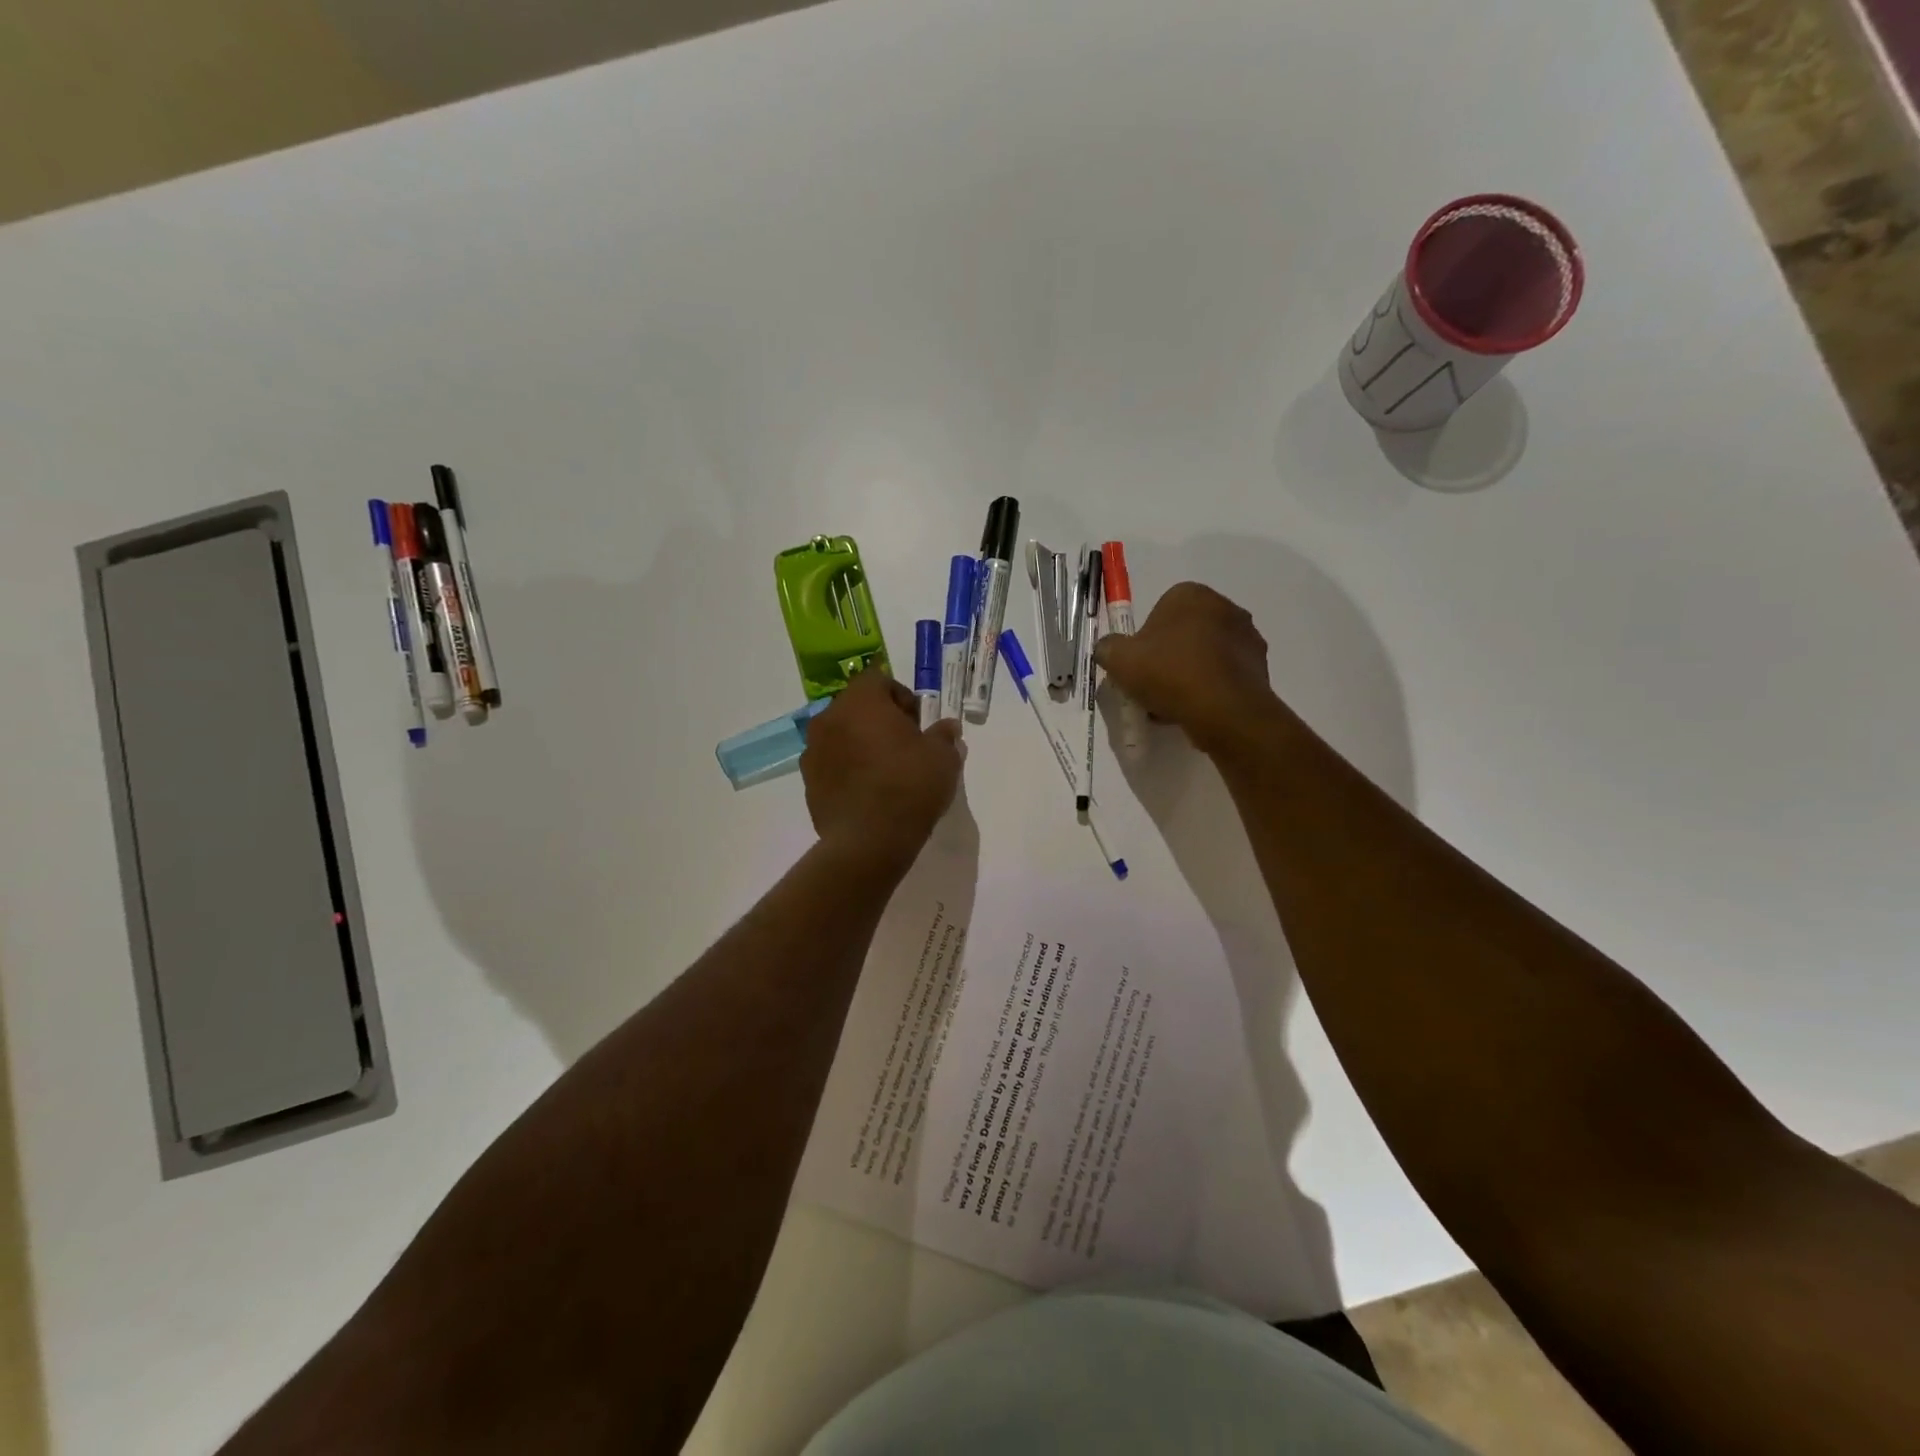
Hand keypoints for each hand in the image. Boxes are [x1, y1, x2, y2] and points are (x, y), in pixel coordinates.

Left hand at [801, 668, 963, 864]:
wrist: (869, 840)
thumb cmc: (910, 786)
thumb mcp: (943, 758)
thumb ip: (944, 736)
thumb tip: (947, 728)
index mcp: (861, 702)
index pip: (879, 680)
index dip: (901, 697)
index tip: (917, 723)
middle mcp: (830, 718)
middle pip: (856, 707)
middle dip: (879, 720)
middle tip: (904, 746)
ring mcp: (813, 751)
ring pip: (841, 735)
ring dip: (860, 744)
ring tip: (885, 771)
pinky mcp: (808, 782)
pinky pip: (831, 764)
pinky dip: (847, 769)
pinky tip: (868, 792)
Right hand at [1094, 582, 1288, 754]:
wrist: (1224, 711)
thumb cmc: (1169, 673)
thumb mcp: (1119, 659)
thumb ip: (1108, 647)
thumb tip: (1110, 649)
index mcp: (1191, 595)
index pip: (1160, 611)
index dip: (1145, 640)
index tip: (1139, 665)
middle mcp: (1225, 607)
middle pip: (1185, 632)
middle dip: (1169, 656)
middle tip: (1153, 685)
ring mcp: (1247, 637)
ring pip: (1206, 655)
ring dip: (1189, 674)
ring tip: (1172, 705)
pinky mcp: (1260, 667)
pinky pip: (1224, 675)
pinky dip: (1210, 689)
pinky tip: (1195, 711)